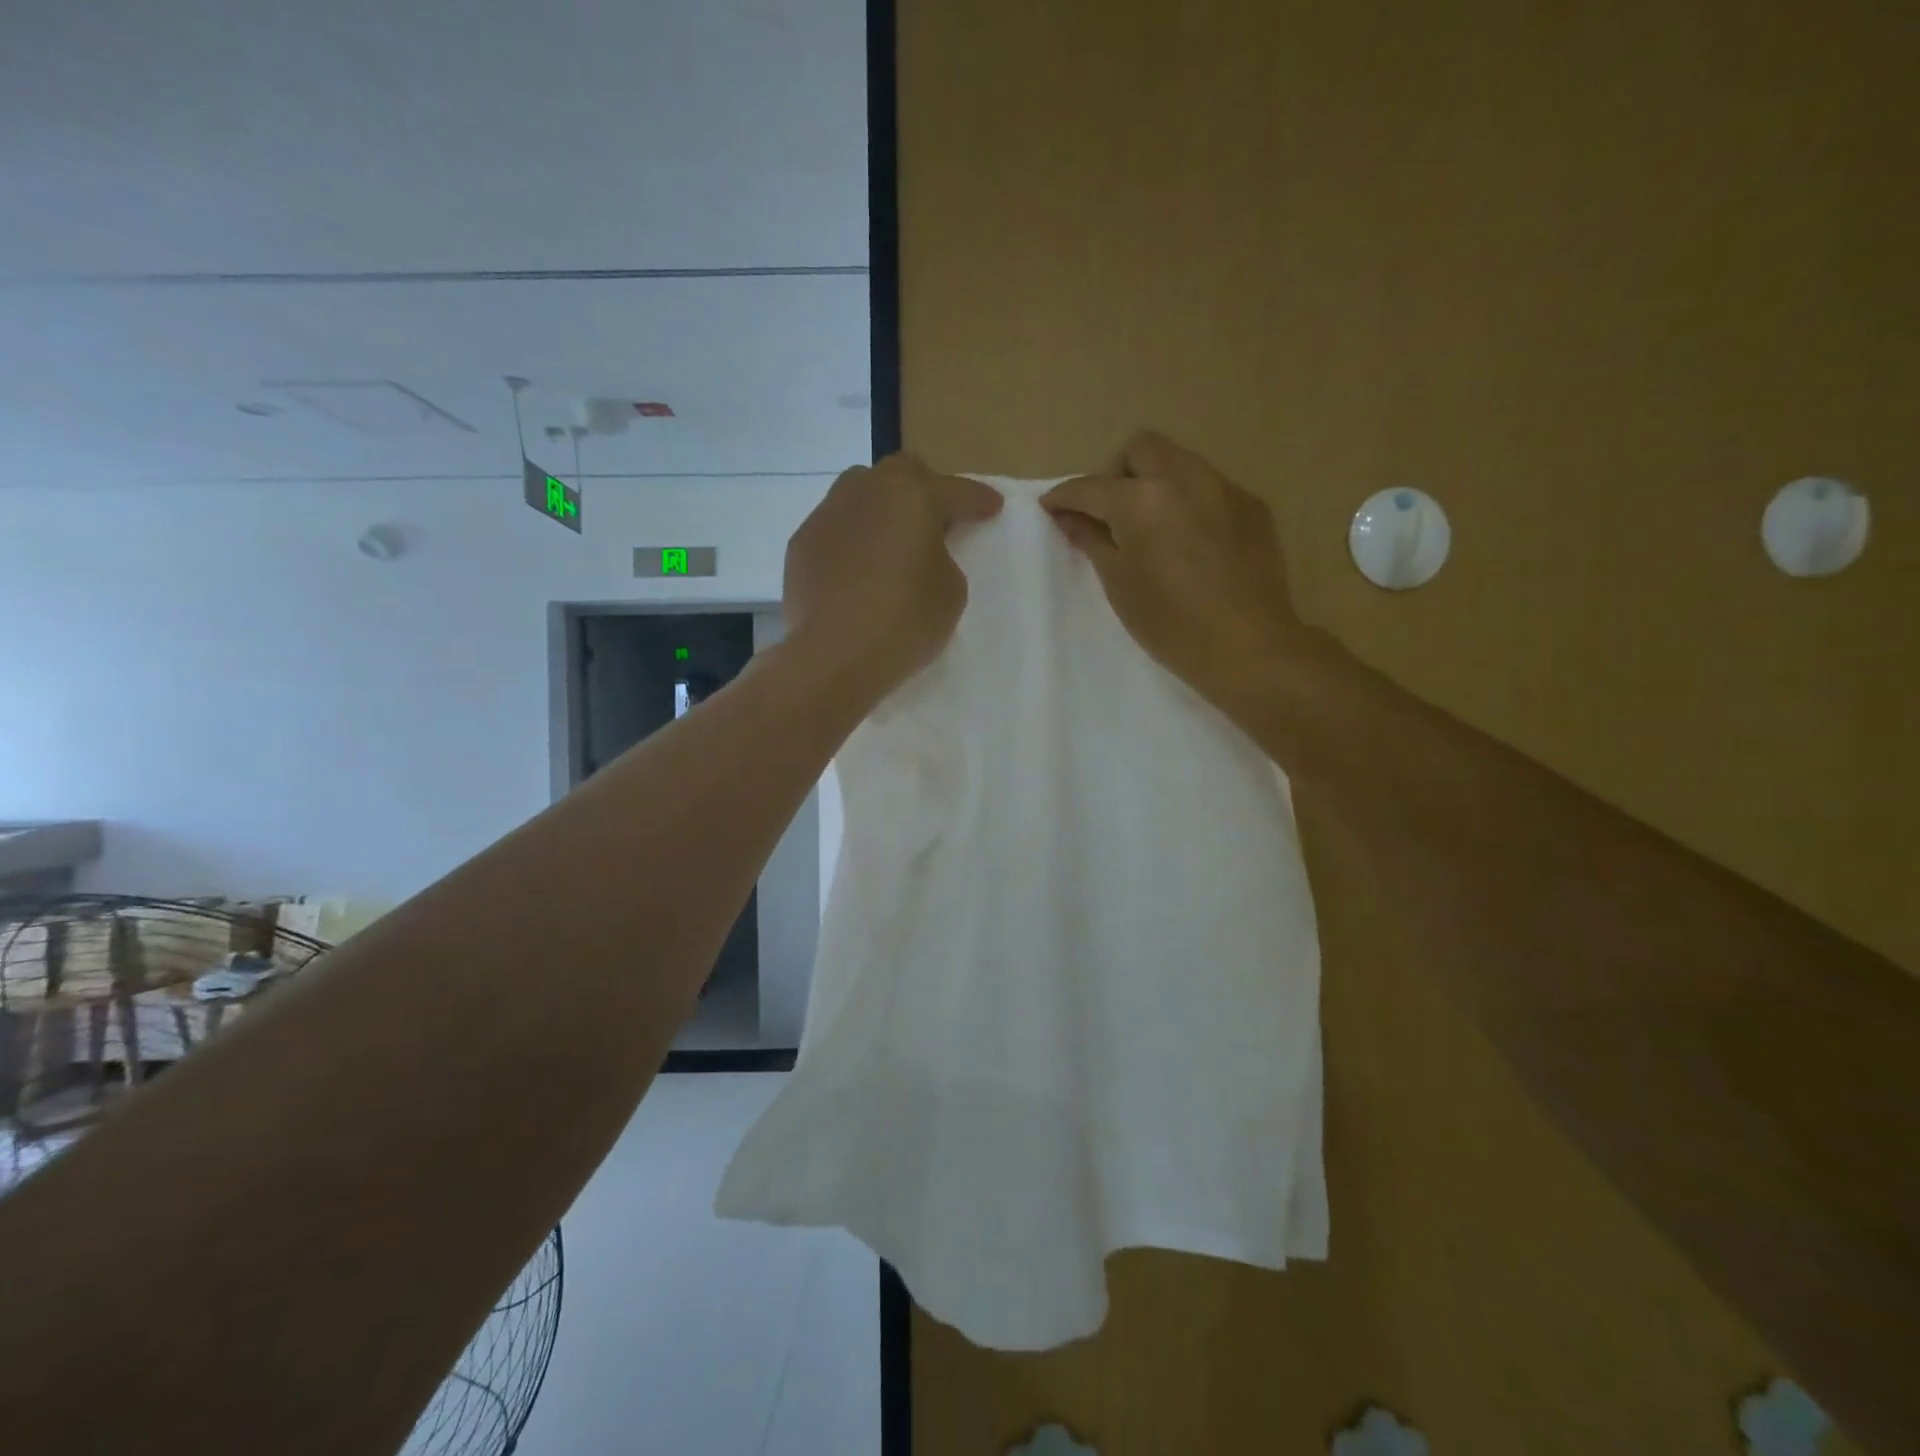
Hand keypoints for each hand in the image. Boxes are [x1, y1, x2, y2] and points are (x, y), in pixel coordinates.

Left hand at [784, 454, 1002, 703]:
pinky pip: (835, 529)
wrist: (834, 655)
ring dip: (881, 509)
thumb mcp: (950, 592)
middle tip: (937, 519)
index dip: (977, 500)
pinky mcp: (801, 544)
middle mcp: (865, 491)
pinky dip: (852, 540)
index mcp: (911, 496)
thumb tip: (919, 555)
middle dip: (924, 489)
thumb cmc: (905, 621)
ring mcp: (826, 515)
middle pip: (900, 474)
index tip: (992, 507)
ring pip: (859, 493)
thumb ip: (941, 559)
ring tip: (891, 541)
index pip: (954, 491)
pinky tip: (856, 571)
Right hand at [1042, 431, 1300, 707]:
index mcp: (1141, 501)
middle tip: (1109, 512)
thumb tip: (1069, 517)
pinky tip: (1191, 541)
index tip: (1052, 507)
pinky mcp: (1252, 506)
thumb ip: (1092, 540)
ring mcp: (1224, 489)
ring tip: (1151, 525)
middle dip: (1116, 472)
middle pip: (1141, 449)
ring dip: (1155, 481)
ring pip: (1180, 462)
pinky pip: (1211, 488)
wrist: (1247, 646)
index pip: (1091, 487)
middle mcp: (1184, 479)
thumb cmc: (1170, 624)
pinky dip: (1189, 502)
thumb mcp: (1119, 584)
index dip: (1064, 496)